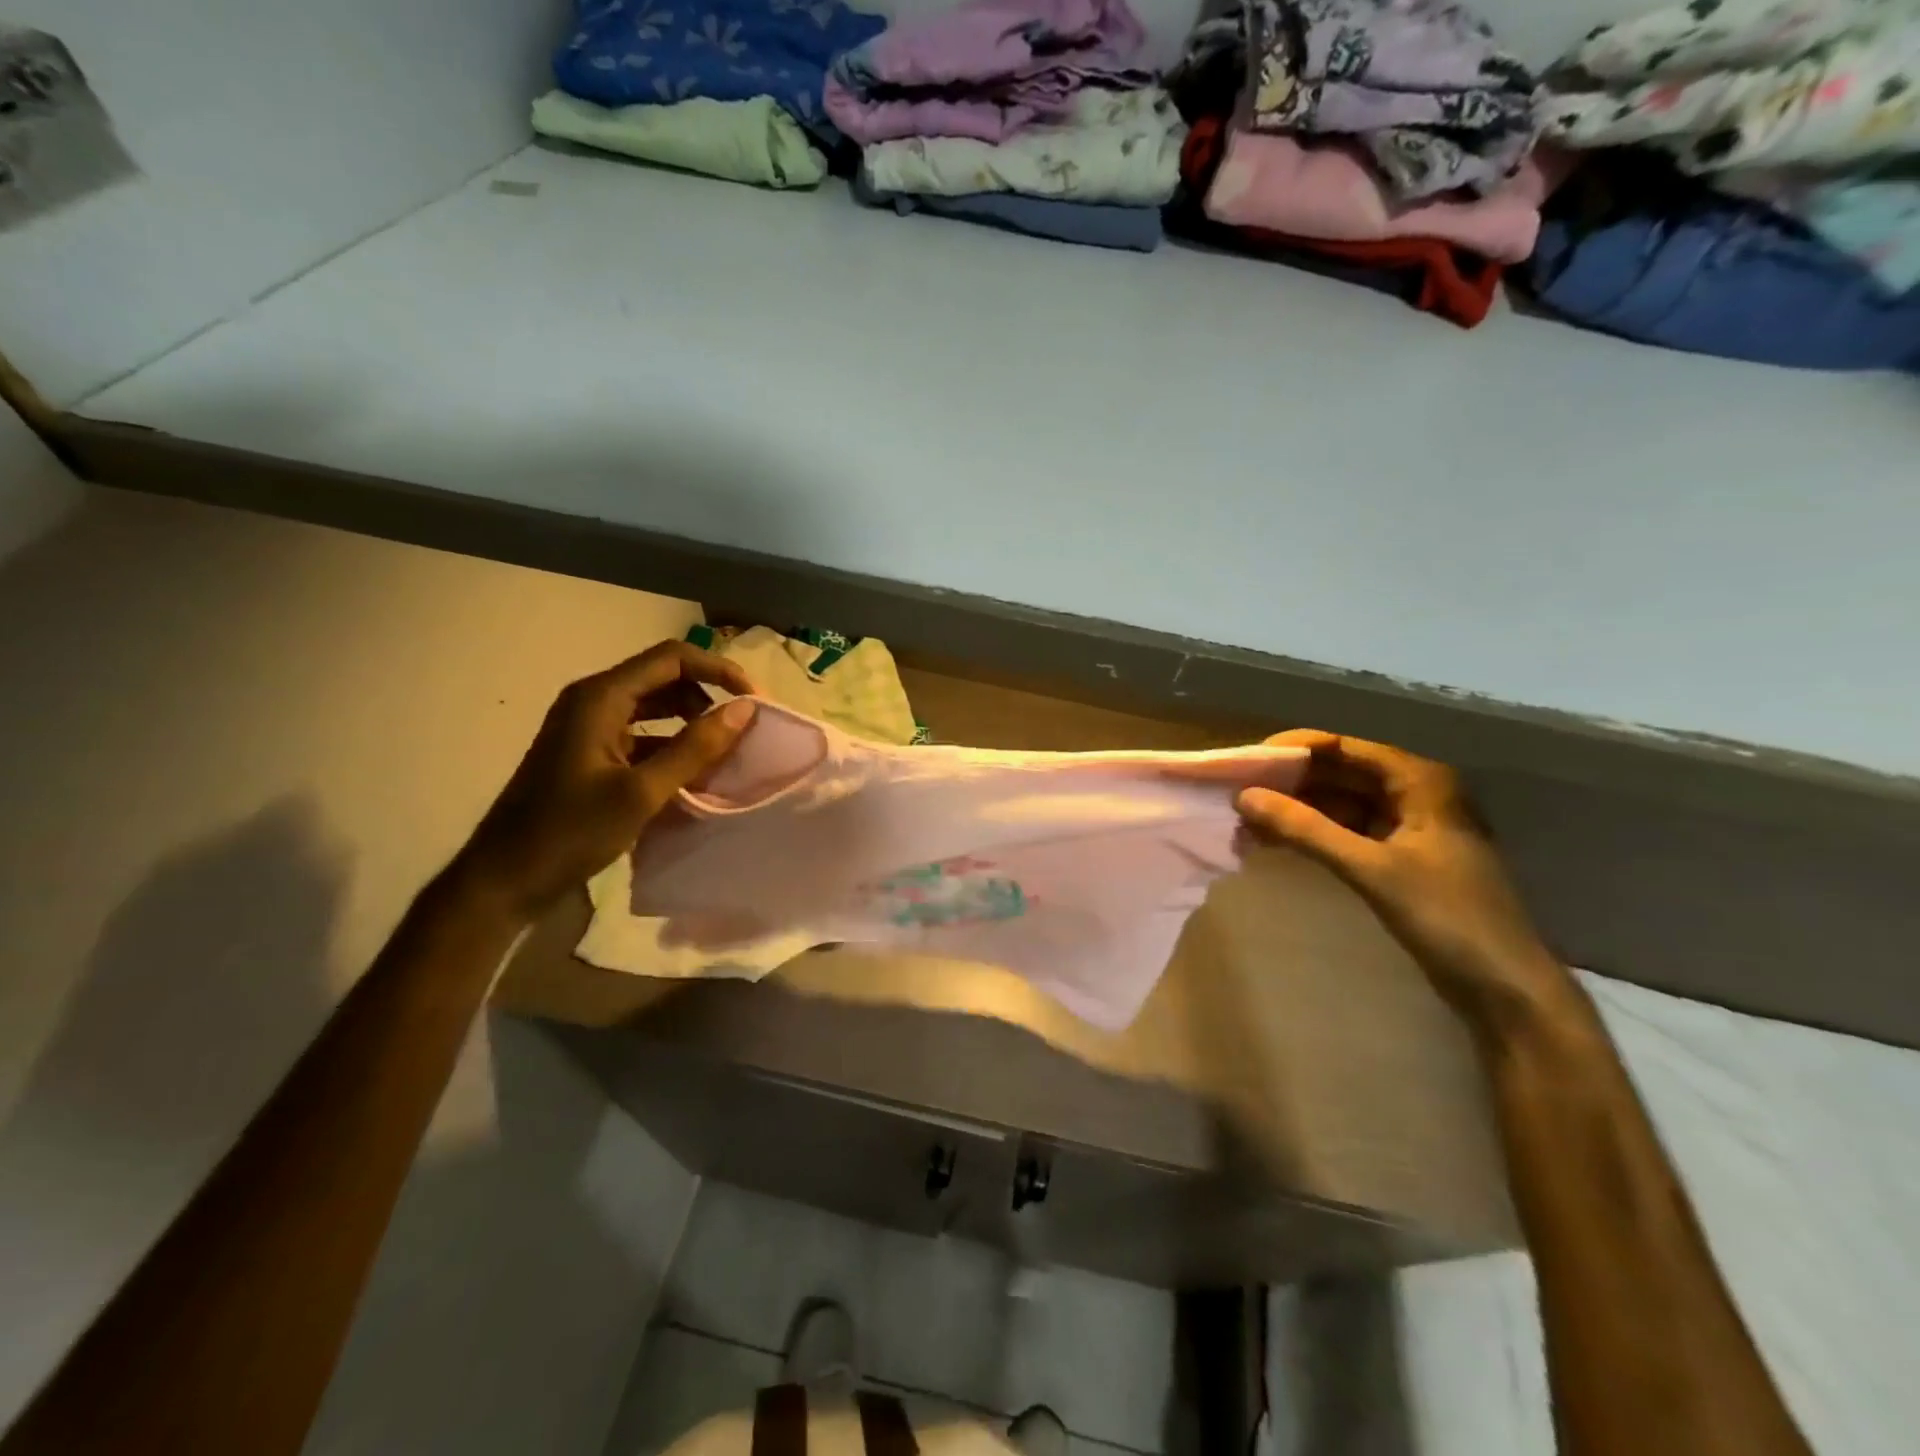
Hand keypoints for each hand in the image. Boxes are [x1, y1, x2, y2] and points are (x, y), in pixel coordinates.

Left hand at [454, 642, 757, 920]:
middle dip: (709, 697)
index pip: (673, 658)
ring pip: (656, 708)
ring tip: (724, 754)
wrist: (504, 879)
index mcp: (601, 697)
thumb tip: (745, 710)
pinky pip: (642, 736)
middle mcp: (594, 701)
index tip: (754, 702)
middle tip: (744, 729)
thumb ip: (695, 748)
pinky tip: (694, 777)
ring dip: (692, 724)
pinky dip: (672, 747)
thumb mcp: (641, 792)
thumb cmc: (570, 832)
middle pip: (665, 679)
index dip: (719, 671)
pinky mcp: (590, 753)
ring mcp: (590, 727)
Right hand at [1235, 730, 1570, 1031]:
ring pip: (1338, 804)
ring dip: (1295, 811)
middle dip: (1288, 783)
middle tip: (1236, 795)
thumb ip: (1307, 830)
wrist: (1505, 987)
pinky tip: (1274, 842)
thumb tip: (1244, 797)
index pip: (1343, 747)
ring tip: (1246, 822)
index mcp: (1419, 780)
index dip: (1292, 750)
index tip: (1246, 764)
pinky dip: (1311, 834)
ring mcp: (1406, 827)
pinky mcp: (1398, 858)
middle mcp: (1413, 793)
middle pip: (1338, 773)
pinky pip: (1344, 832)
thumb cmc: (1448, 917)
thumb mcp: (1372, 869)